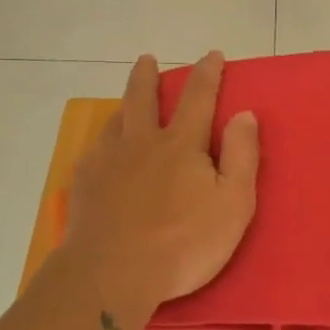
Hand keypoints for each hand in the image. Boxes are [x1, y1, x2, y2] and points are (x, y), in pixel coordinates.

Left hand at [62, 51, 258, 327]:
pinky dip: (103, 143)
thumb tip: (245, 114)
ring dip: (124, 106)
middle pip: (142, 97)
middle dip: (147, 75)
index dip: (207, 74)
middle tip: (146, 59)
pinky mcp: (84, 183)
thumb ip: (242, 156)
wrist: (111, 274)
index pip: (198, 98)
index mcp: (181, 144)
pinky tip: (102, 153)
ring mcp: (107, 161)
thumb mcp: (233, 204)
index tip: (212, 55)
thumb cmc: (182, 243)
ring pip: (115, 121)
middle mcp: (141, 142)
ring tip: (126, 106)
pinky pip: (94, 151)